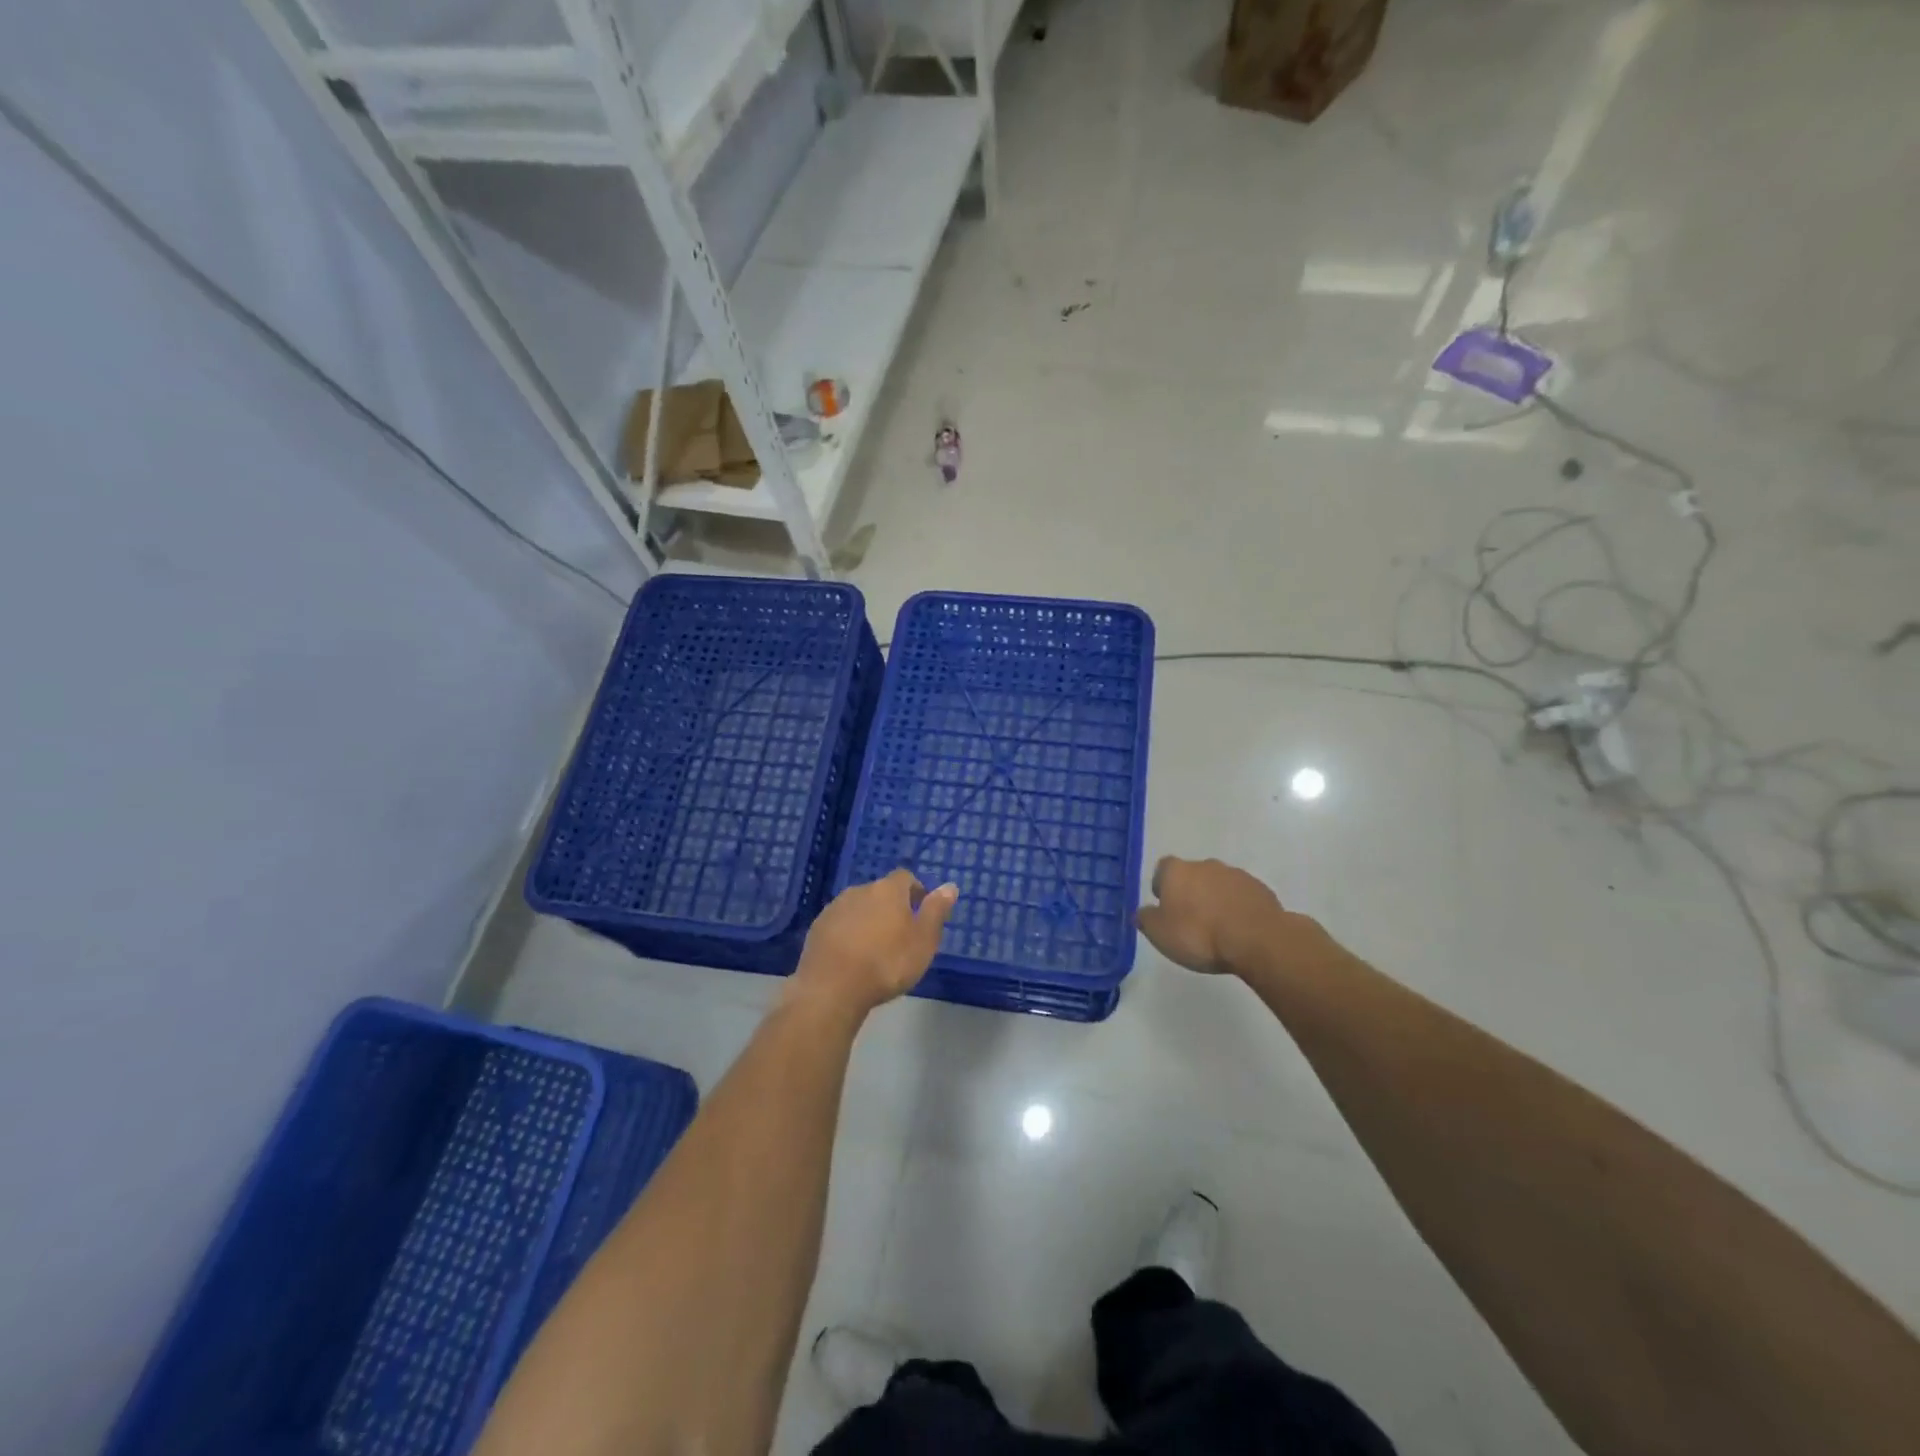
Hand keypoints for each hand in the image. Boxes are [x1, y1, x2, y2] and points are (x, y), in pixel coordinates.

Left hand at [791, 870, 958, 1016]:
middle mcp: (860, 890)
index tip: (921, 911)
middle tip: (900, 935)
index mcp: (888, 890)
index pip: (905, 877)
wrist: (832, 988)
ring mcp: (834, 908)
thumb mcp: (923, 941)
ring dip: (868, 920)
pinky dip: (848, 933)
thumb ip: (936, 911)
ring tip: (875, 948)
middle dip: (891, 907)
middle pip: (880, 892)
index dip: (915, 891)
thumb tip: (949, 886)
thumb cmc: (886, 963)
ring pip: (858, 907)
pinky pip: (840, 924)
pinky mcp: (817, 928)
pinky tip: (852, 957)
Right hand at [1136, 857, 1340, 981]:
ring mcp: (1236, 875)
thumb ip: (1146, 919)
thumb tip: (1143, 912)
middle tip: (1190, 919)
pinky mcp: (1261, 889)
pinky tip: (1239, 930)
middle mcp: (1206, 865)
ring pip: (1219, 884)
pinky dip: (1238, 908)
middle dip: (1191, 892)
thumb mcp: (1159, 934)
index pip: (1163, 869)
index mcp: (1177, 871)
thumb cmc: (1198, 935)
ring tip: (1217, 928)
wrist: (1256, 940)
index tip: (1164, 906)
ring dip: (1216, 899)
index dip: (1162, 886)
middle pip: (1193, 874)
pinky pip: (1242, 896)